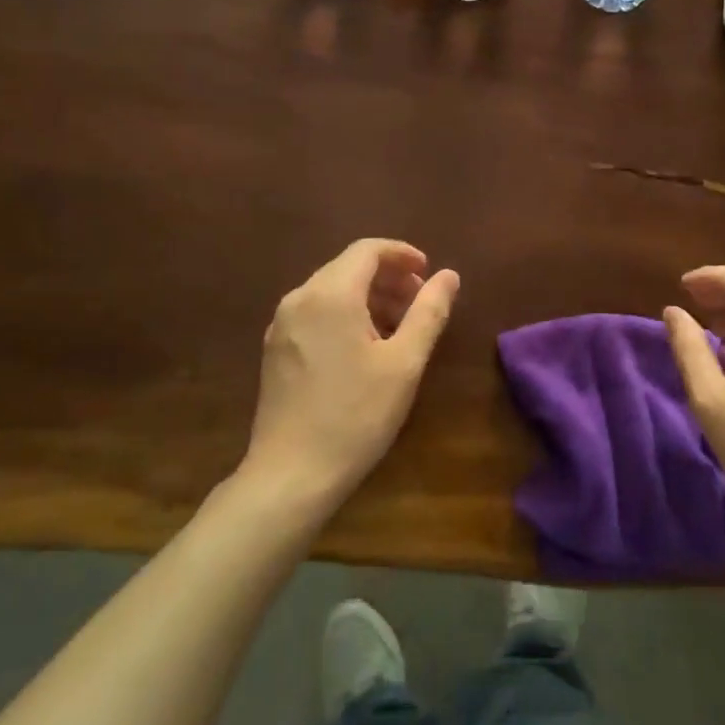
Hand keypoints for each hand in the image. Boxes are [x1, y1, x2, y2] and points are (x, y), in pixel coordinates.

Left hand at [241, 239, 459, 508]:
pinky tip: (365, 347)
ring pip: (331, 291)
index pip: (367, 250)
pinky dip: (345, 314)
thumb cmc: (355, 416)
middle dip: (388, 277)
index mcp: (330, 295)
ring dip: (368, 297)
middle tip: (420, 302)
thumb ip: (429, 311)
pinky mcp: (275, 349)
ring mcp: (281, 325)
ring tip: (399, 326)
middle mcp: (299, 299)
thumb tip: (449, 275)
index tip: (429, 272)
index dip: (402, 254)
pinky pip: (315, 313)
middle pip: (348, 268)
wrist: (291, 474)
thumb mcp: (404, 363)